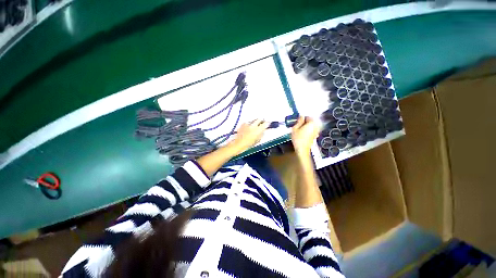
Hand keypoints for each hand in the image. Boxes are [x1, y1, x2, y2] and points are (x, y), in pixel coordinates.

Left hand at [228, 119, 268, 154]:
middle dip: (261, 121)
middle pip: (259, 119)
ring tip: (253, 127)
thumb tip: (263, 130)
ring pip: (253, 121)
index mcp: (258, 130)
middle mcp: (253, 125)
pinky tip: (247, 129)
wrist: (239, 144)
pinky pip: (247, 123)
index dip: (267, 123)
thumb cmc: (249, 144)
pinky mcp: (242, 124)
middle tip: (261, 123)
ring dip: (254, 123)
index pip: (266, 123)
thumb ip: (261, 134)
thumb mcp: (258, 140)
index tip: (268, 124)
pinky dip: (248, 125)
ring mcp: (247, 124)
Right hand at [291, 116, 319, 157]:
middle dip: (304, 122)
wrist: (302, 149)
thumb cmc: (298, 139)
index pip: (308, 117)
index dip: (302, 118)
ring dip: (306, 126)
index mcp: (312, 123)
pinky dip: (307, 130)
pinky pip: (312, 130)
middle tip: (297, 125)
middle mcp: (316, 126)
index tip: (297, 120)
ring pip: (311, 126)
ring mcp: (316, 131)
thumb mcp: (295, 128)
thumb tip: (301, 116)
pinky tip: (302, 133)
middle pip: (311, 121)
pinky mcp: (315, 136)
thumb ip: (299, 121)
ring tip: (299, 129)